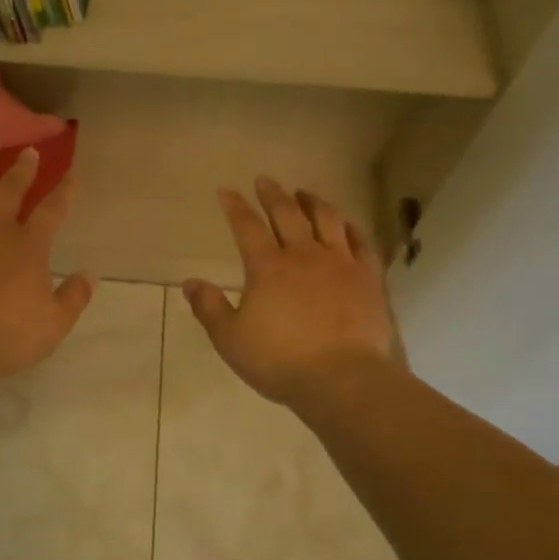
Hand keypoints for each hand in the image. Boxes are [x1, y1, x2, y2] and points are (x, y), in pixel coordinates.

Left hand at [0, 147, 94, 382]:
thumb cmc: (9, 334)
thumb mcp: (55, 323)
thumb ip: (74, 297)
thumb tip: (89, 276)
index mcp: (29, 245)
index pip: (53, 210)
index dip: (65, 191)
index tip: (72, 174)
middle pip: (10, 188)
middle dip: (22, 168)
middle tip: (28, 150)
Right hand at [183, 177, 402, 408]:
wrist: (343, 378)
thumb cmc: (280, 361)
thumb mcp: (231, 340)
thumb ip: (209, 308)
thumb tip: (190, 283)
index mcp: (268, 267)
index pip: (247, 226)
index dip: (235, 206)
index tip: (226, 191)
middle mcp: (304, 255)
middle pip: (287, 214)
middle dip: (273, 194)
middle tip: (265, 181)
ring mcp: (340, 263)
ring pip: (327, 220)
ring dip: (313, 202)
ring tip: (305, 193)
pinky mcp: (368, 278)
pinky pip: (361, 243)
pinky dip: (350, 228)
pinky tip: (347, 225)